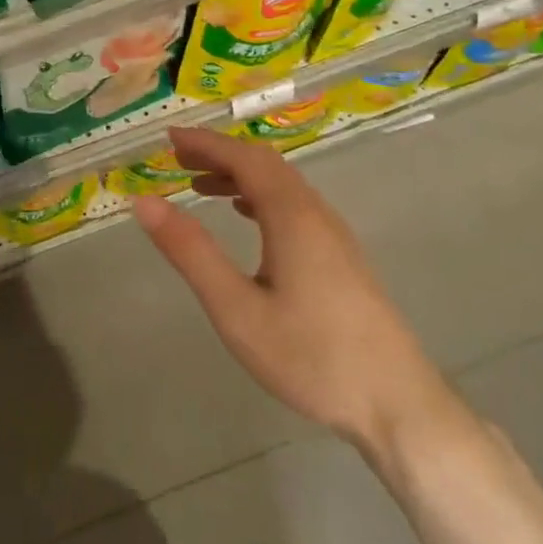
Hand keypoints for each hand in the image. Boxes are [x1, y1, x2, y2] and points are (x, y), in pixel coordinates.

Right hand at [131, 127, 449, 452]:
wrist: (398, 405)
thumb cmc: (310, 356)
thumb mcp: (235, 308)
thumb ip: (190, 251)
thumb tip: (144, 202)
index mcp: (292, 216)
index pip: (244, 159)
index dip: (205, 143)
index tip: (167, 138)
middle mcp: (316, 214)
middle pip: (265, 164)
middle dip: (219, 154)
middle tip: (176, 158)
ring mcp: (334, 236)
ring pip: (282, 185)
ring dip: (239, 175)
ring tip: (199, 185)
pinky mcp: (341, 257)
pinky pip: (294, 206)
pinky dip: (259, 196)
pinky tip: (245, 217)